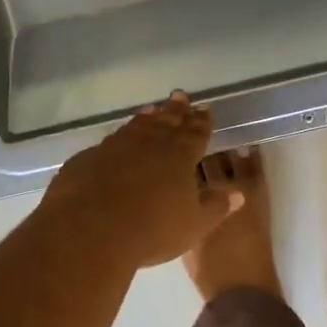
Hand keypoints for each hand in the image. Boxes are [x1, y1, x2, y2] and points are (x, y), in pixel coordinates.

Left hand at [42, 92, 244, 269]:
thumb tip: (238, 193)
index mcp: (180, 156)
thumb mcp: (193, 225)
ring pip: (136, 126)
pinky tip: (116, 141)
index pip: (196, 133)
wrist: (90, 231)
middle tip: (180, 95)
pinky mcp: (88, 159)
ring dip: (147, 118)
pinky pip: (108, 143)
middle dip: (176, 110)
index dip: (201, 121)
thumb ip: (216, 206)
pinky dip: (118, 138)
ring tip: (153, 109)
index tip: (205, 109)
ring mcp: (115, 147)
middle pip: (166, 122)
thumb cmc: (152, 229)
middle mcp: (149, 144)